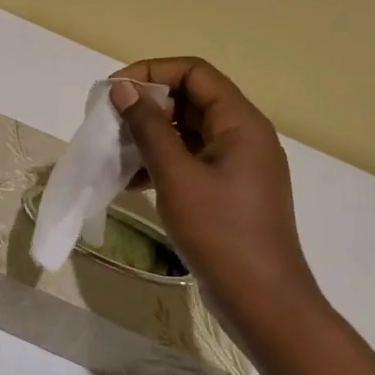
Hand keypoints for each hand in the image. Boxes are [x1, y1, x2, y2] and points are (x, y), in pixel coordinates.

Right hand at [109, 58, 322, 336]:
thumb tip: (123, 88)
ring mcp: (239, 164)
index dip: (152, 72)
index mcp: (241, 122)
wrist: (264, 302)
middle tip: (110, 120)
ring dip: (152, 134)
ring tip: (116, 149)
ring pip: (190, 130)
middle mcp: (244, 134)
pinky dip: (163, 161)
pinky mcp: (230, 190)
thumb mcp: (177, 176)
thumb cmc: (221, 232)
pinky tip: (132, 180)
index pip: (194, 72)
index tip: (114, 90)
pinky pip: (193, 159)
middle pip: (192, 98)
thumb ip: (149, 128)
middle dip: (149, 104)